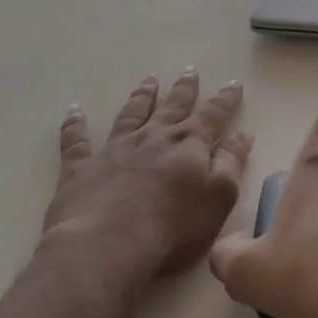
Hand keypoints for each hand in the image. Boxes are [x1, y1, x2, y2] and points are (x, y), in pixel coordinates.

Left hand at [46, 70, 251, 285]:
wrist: (105, 247)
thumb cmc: (171, 229)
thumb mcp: (218, 200)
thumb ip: (232, 165)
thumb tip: (243, 135)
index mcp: (190, 145)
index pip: (213, 115)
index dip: (225, 100)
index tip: (233, 83)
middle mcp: (154, 138)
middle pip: (172, 107)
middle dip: (184, 89)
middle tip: (189, 71)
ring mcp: (115, 150)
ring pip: (131, 114)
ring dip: (141, 97)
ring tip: (148, 81)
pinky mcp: (81, 168)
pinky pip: (76, 141)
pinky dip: (75, 125)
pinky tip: (74, 111)